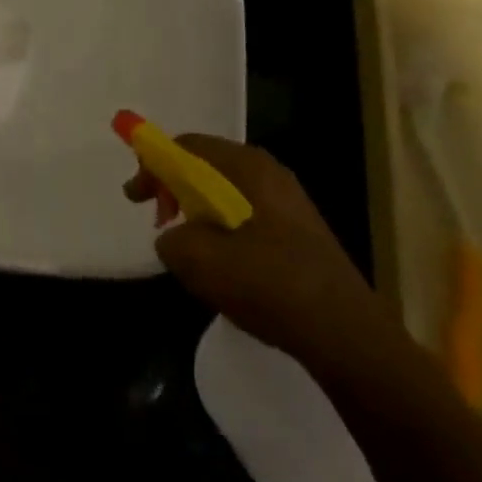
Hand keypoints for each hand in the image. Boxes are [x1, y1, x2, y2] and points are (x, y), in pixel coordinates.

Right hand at [126, 137, 400, 370]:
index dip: (152, 163)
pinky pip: (245, 218)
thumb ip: (171, 239)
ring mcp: (289, 205)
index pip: (187, 145)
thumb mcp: (200, 260)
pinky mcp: (299, 235)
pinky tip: (221, 267)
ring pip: (226, 195)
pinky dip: (221, 231)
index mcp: (248, 167)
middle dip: (173, 189)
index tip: (135, 196)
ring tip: (185, 248)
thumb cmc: (269, 284)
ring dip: (197, 214)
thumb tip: (174, 238)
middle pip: (206, 166)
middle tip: (157, 219)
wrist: (346, 336)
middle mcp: (270, 175)